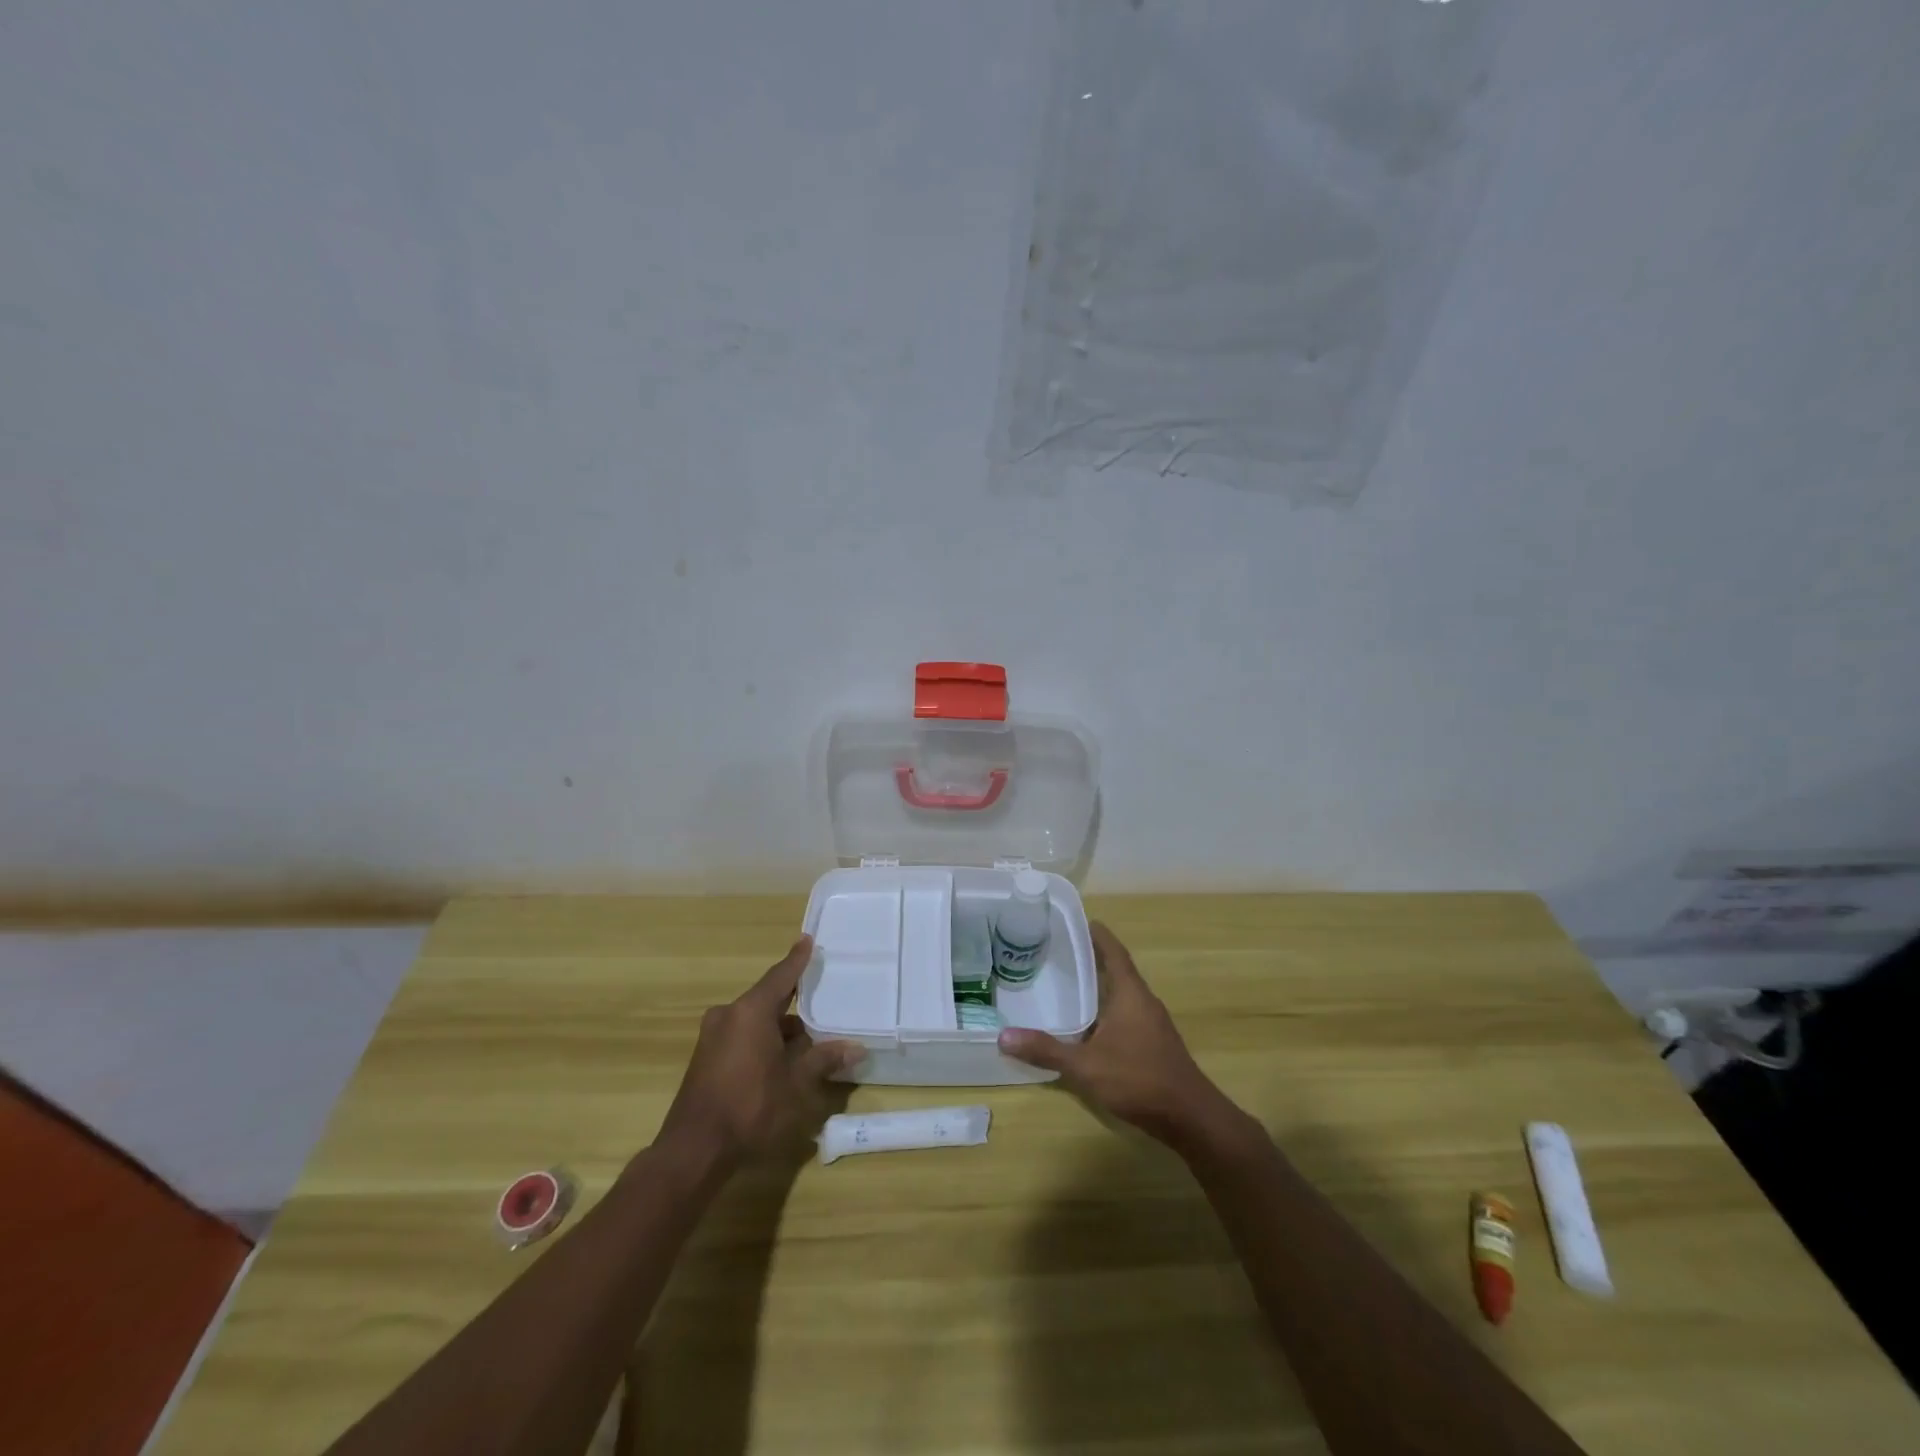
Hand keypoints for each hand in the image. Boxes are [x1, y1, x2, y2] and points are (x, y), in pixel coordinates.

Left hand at [657, 936, 864, 1167]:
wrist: (693, 1151)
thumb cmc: (750, 1107)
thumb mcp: (796, 1084)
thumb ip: (824, 1060)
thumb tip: (856, 1047)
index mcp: (750, 1011)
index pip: (781, 976)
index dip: (797, 960)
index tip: (808, 940)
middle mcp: (728, 1016)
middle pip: (769, 1001)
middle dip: (795, 1006)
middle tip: (823, 1004)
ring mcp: (713, 1038)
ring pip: (756, 1023)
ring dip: (780, 1031)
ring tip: (810, 1046)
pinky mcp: (706, 1060)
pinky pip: (742, 1038)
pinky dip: (763, 1043)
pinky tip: (783, 1064)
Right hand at [998, 922, 1234, 1144]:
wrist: (1189, 1117)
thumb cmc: (1139, 1079)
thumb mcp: (1086, 1066)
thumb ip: (1046, 1050)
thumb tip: (1004, 1036)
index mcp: (1130, 993)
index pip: (1113, 951)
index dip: (1097, 934)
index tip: (1077, 920)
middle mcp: (1143, 1001)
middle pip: (1116, 969)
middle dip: (1091, 959)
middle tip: (1057, 951)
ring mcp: (1151, 1023)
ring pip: (1121, 994)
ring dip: (1098, 986)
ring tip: (1066, 983)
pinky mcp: (1153, 1043)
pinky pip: (1125, 1013)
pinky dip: (1105, 1009)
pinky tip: (1086, 1025)